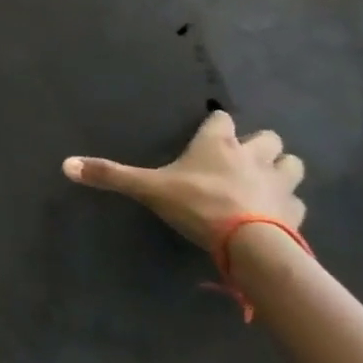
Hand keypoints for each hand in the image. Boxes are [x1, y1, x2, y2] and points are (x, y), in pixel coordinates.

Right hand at [63, 109, 304, 248]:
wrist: (250, 244)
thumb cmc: (197, 204)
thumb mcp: (148, 189)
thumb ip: (111, 176)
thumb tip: (66, 165)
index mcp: (218, 144)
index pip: (222, 119)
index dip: (217, 124)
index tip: (211, 132)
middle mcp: (253, 156)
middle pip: (269, 137)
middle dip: (259, 144)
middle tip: (242, 159)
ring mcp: (280, 183)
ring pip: (292, 164)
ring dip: (282, 169)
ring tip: (265, 182)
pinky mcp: (296, 212)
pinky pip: (297, 203)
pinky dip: (288, 205)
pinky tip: (276, 215)